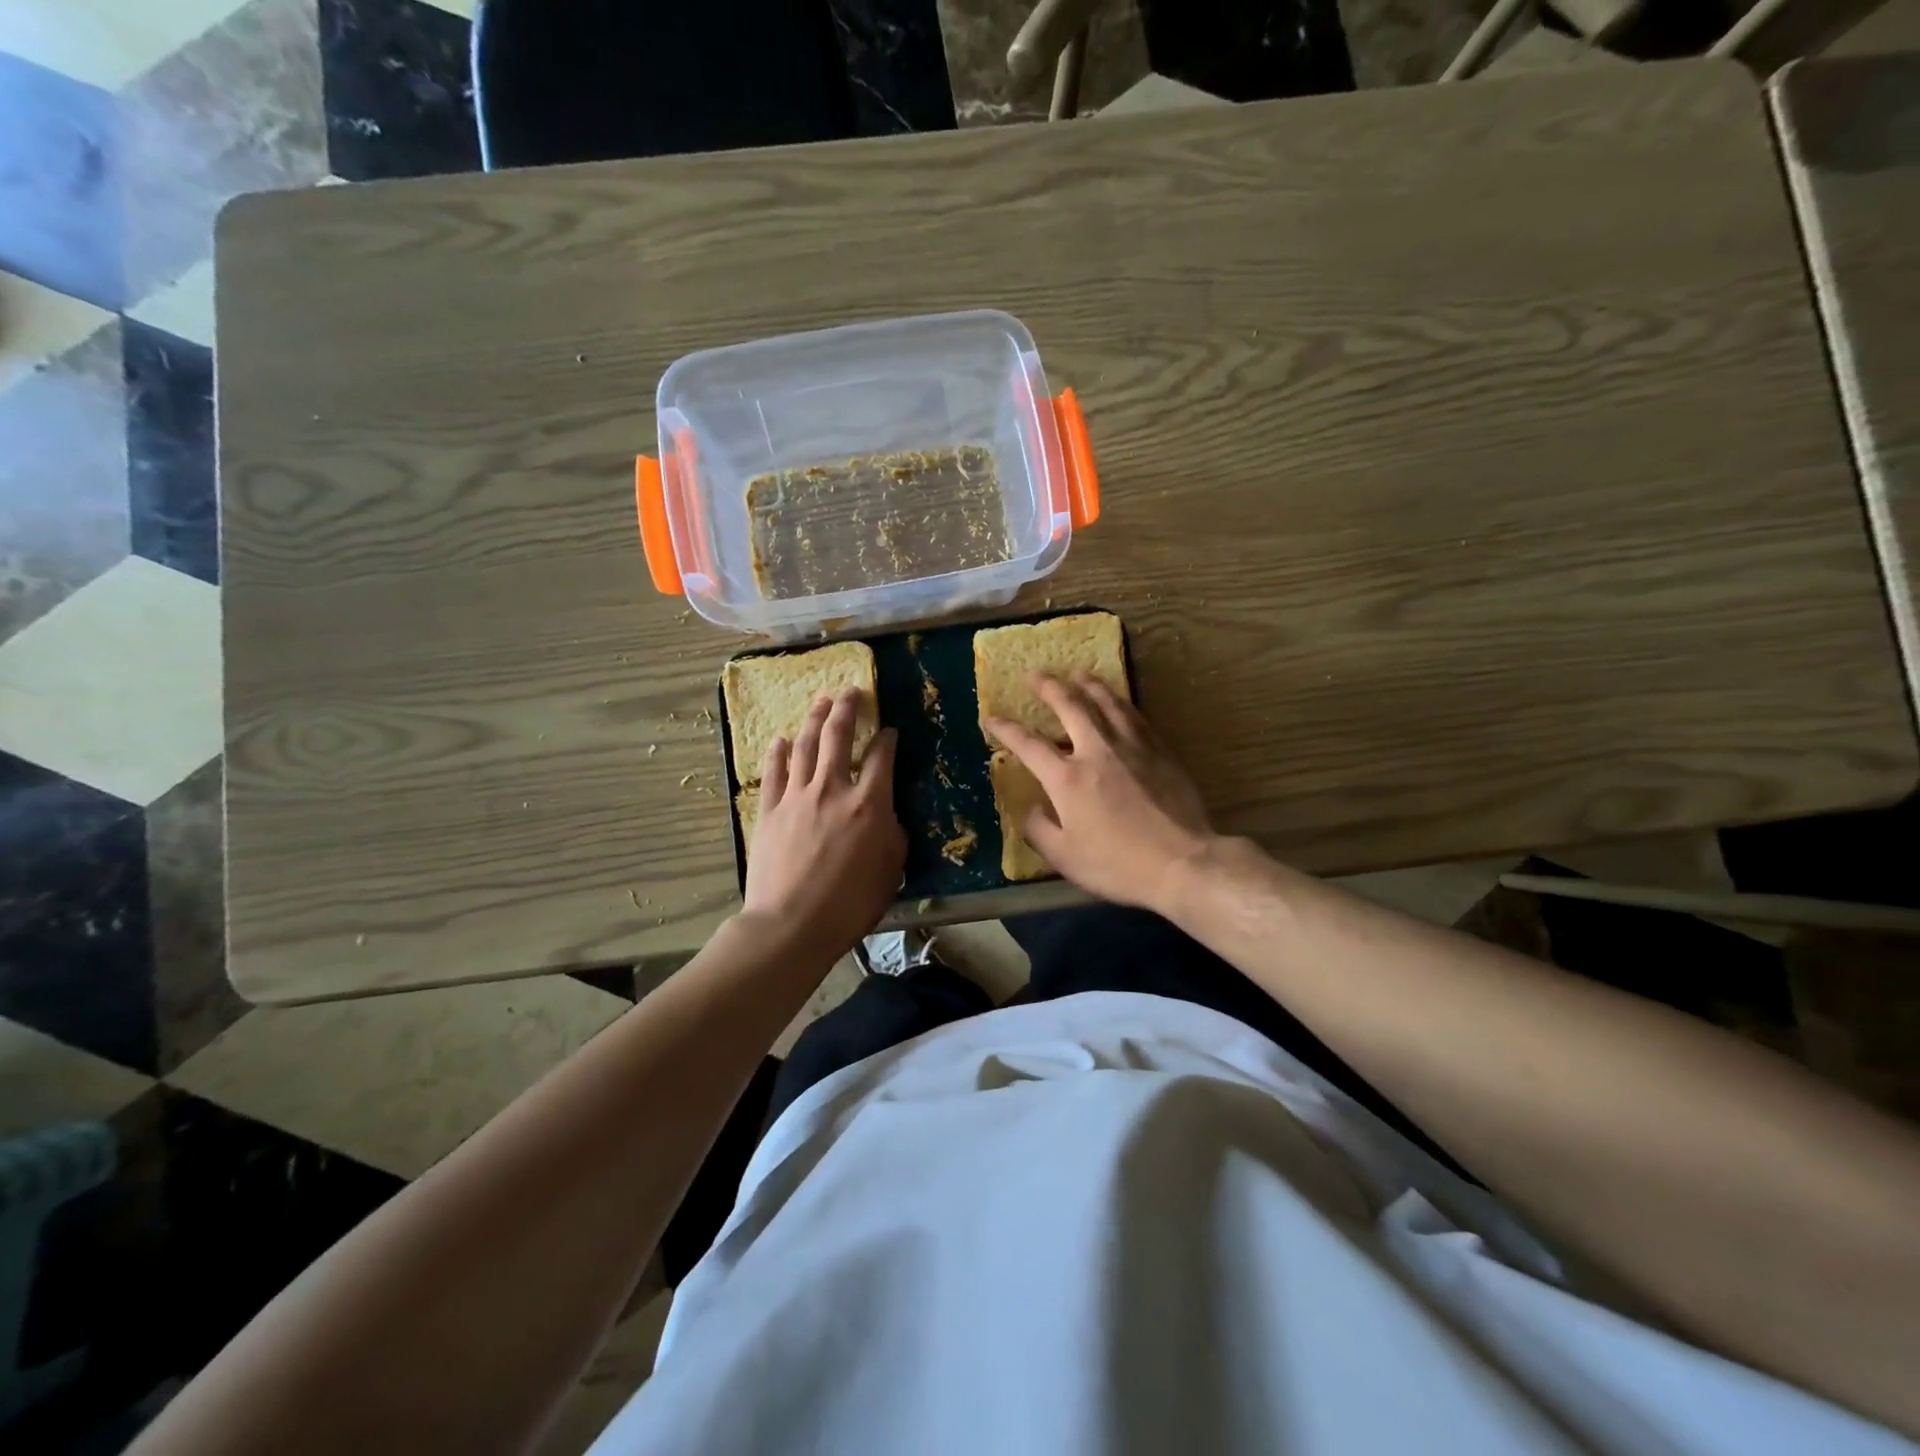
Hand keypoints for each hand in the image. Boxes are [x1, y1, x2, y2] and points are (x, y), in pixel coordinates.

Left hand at [743, 689, 904, 958]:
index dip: (886, 739)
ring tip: (821, 702)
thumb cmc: (850, 904)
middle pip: (838, 736)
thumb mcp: (891, 870)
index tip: (889, 730)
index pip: (880, 757)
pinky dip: (778, 752)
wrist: (791, 924)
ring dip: (814, 719)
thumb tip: (887, 815)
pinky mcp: (770, 810)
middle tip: (851, 691)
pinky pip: (774, 772)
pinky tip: (780, 739)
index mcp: (869, 804)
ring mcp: (797, 796)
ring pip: (805, 745)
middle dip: (847, 709)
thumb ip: (893, 834)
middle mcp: (833, 789)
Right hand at [986, 674, 1214, 912]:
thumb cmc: (1117, 864)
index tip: (991, 717)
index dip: (1006, 728)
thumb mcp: (1064, 858)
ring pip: (1106, 702)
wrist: (1182, 863)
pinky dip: (1120, 702)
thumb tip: (1030, 808)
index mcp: (1067, 778)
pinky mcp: (1160, 751)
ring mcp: (1132, 747)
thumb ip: (1039, 829)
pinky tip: (1118, 701)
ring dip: (1087, 684)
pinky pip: (1135, 716)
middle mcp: (1097, 751)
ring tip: (1077, 673)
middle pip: (1069, 706)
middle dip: (1047, 687)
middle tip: (1033, 674)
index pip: (1028, 744)